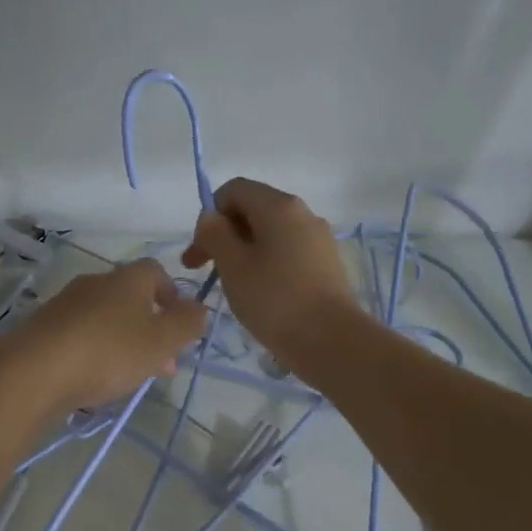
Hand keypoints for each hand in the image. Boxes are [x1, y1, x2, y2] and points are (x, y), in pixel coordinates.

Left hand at [0, 258, 208, 414]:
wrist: (34, 371)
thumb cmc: (108, 351)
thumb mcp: (161, 341)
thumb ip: (187, 324)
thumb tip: (199, 307)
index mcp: (127, 279)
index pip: (156, 271)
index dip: (172, 294)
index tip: (180, 325)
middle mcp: (94, 283)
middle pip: (130, 299)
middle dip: (149, 328)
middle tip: (161, 363)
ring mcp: (65, 305)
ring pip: (104, 320)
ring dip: (122, 343)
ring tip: (130, 377)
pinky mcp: (43, 330)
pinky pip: (79, 337)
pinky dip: (94, 353)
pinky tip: (95, 380)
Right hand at [182, 178, 361, 373]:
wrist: (331, 340)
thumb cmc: (274, 300)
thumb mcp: (233, 266)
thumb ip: (215, 235)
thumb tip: (210, 217)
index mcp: (278, 206)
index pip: (233, 190)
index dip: (210, 215)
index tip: (200, 251)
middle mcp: (302, 213)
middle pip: (253, 210)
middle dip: (224, 235)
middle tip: (203, 271)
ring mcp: (318, 238)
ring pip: (270, 233)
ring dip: (243, 252)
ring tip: (232, 286)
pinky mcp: (325, 264)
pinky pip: (287, 252)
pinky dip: (265, 264)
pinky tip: (260, 294)